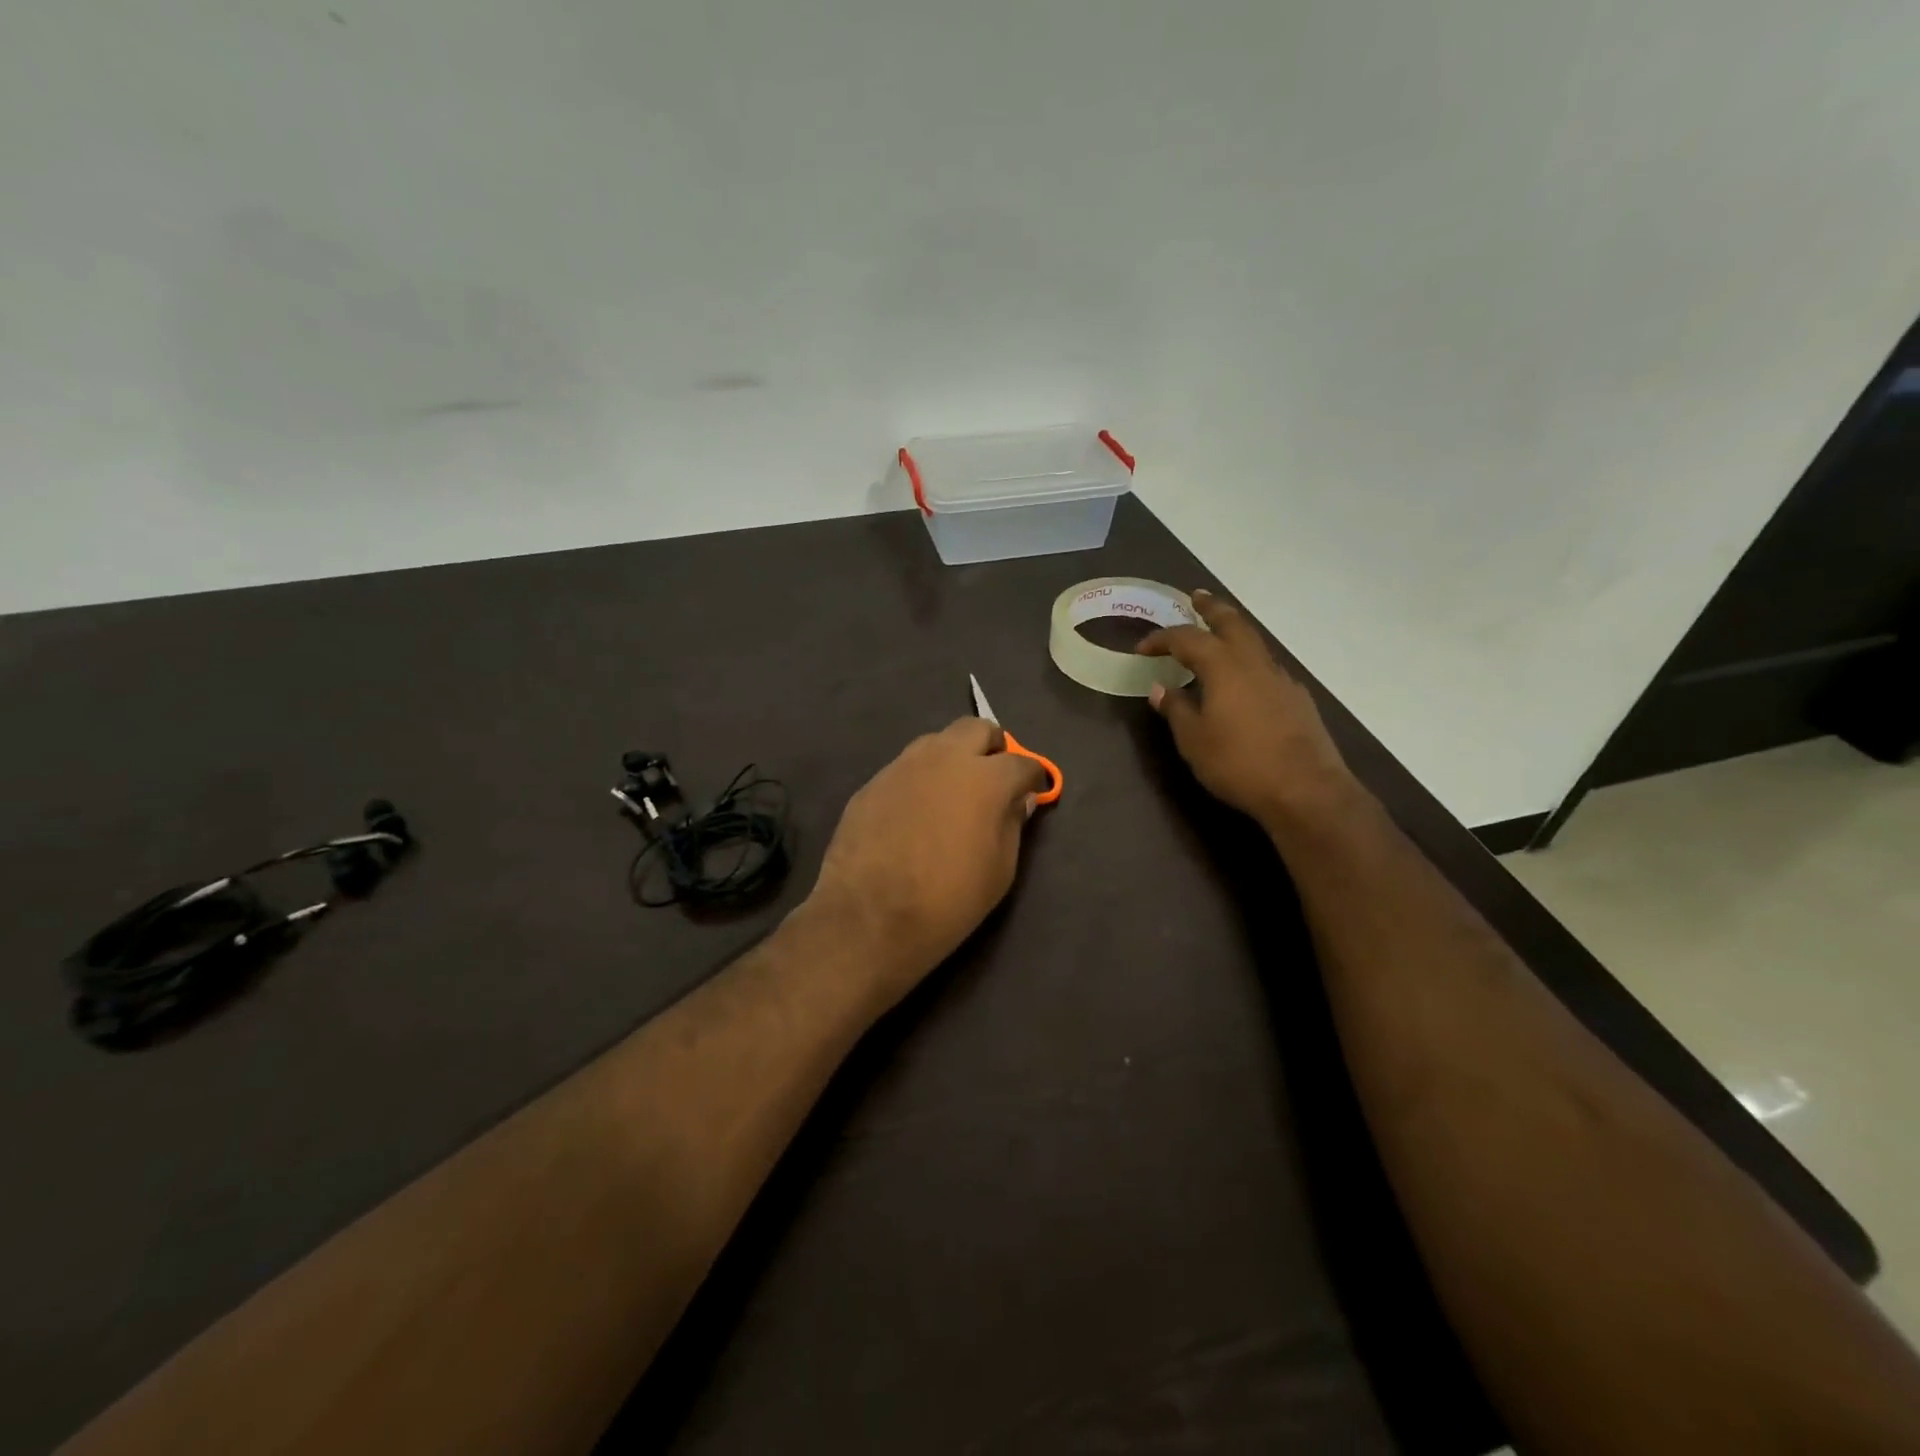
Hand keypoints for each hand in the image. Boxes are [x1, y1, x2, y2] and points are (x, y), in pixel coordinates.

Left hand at [807, 718, 1047, 1010]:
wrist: (870, 916)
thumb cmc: (949, 899)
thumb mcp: (1000, 870)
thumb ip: (1013, 824)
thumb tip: (1019, 800)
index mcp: (986, 778)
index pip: (1022, 762)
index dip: (1033, 777)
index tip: (1033, 792)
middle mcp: (945, 758)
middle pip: (977, 729)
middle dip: (992, 748)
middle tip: (992, 779)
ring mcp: (904, 765)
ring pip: (937, 742)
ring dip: (952, 758)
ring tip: (951, 793)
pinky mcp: (873, 782)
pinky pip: (906, 768)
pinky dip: (920, 780)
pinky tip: (915, 813)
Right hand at [1138, 589, 1362, 832]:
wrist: (1306, 790)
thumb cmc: (1239, 764)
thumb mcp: (1194, 740)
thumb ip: (1177, 710)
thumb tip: (1161, 688)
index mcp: (1224, 667)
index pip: (1187, 639)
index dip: (1162, 638)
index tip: (1143, 647)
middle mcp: (1254, 664)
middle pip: (1232, 623)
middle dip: (1211, 608)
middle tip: (1196, 597)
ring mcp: (1281, 679)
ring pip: (1254, 643)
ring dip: (1233, 632)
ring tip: (1217, 636)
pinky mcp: (1297, 699)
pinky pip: (1267, 668)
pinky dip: (1249, 662)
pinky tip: (1243, 682)